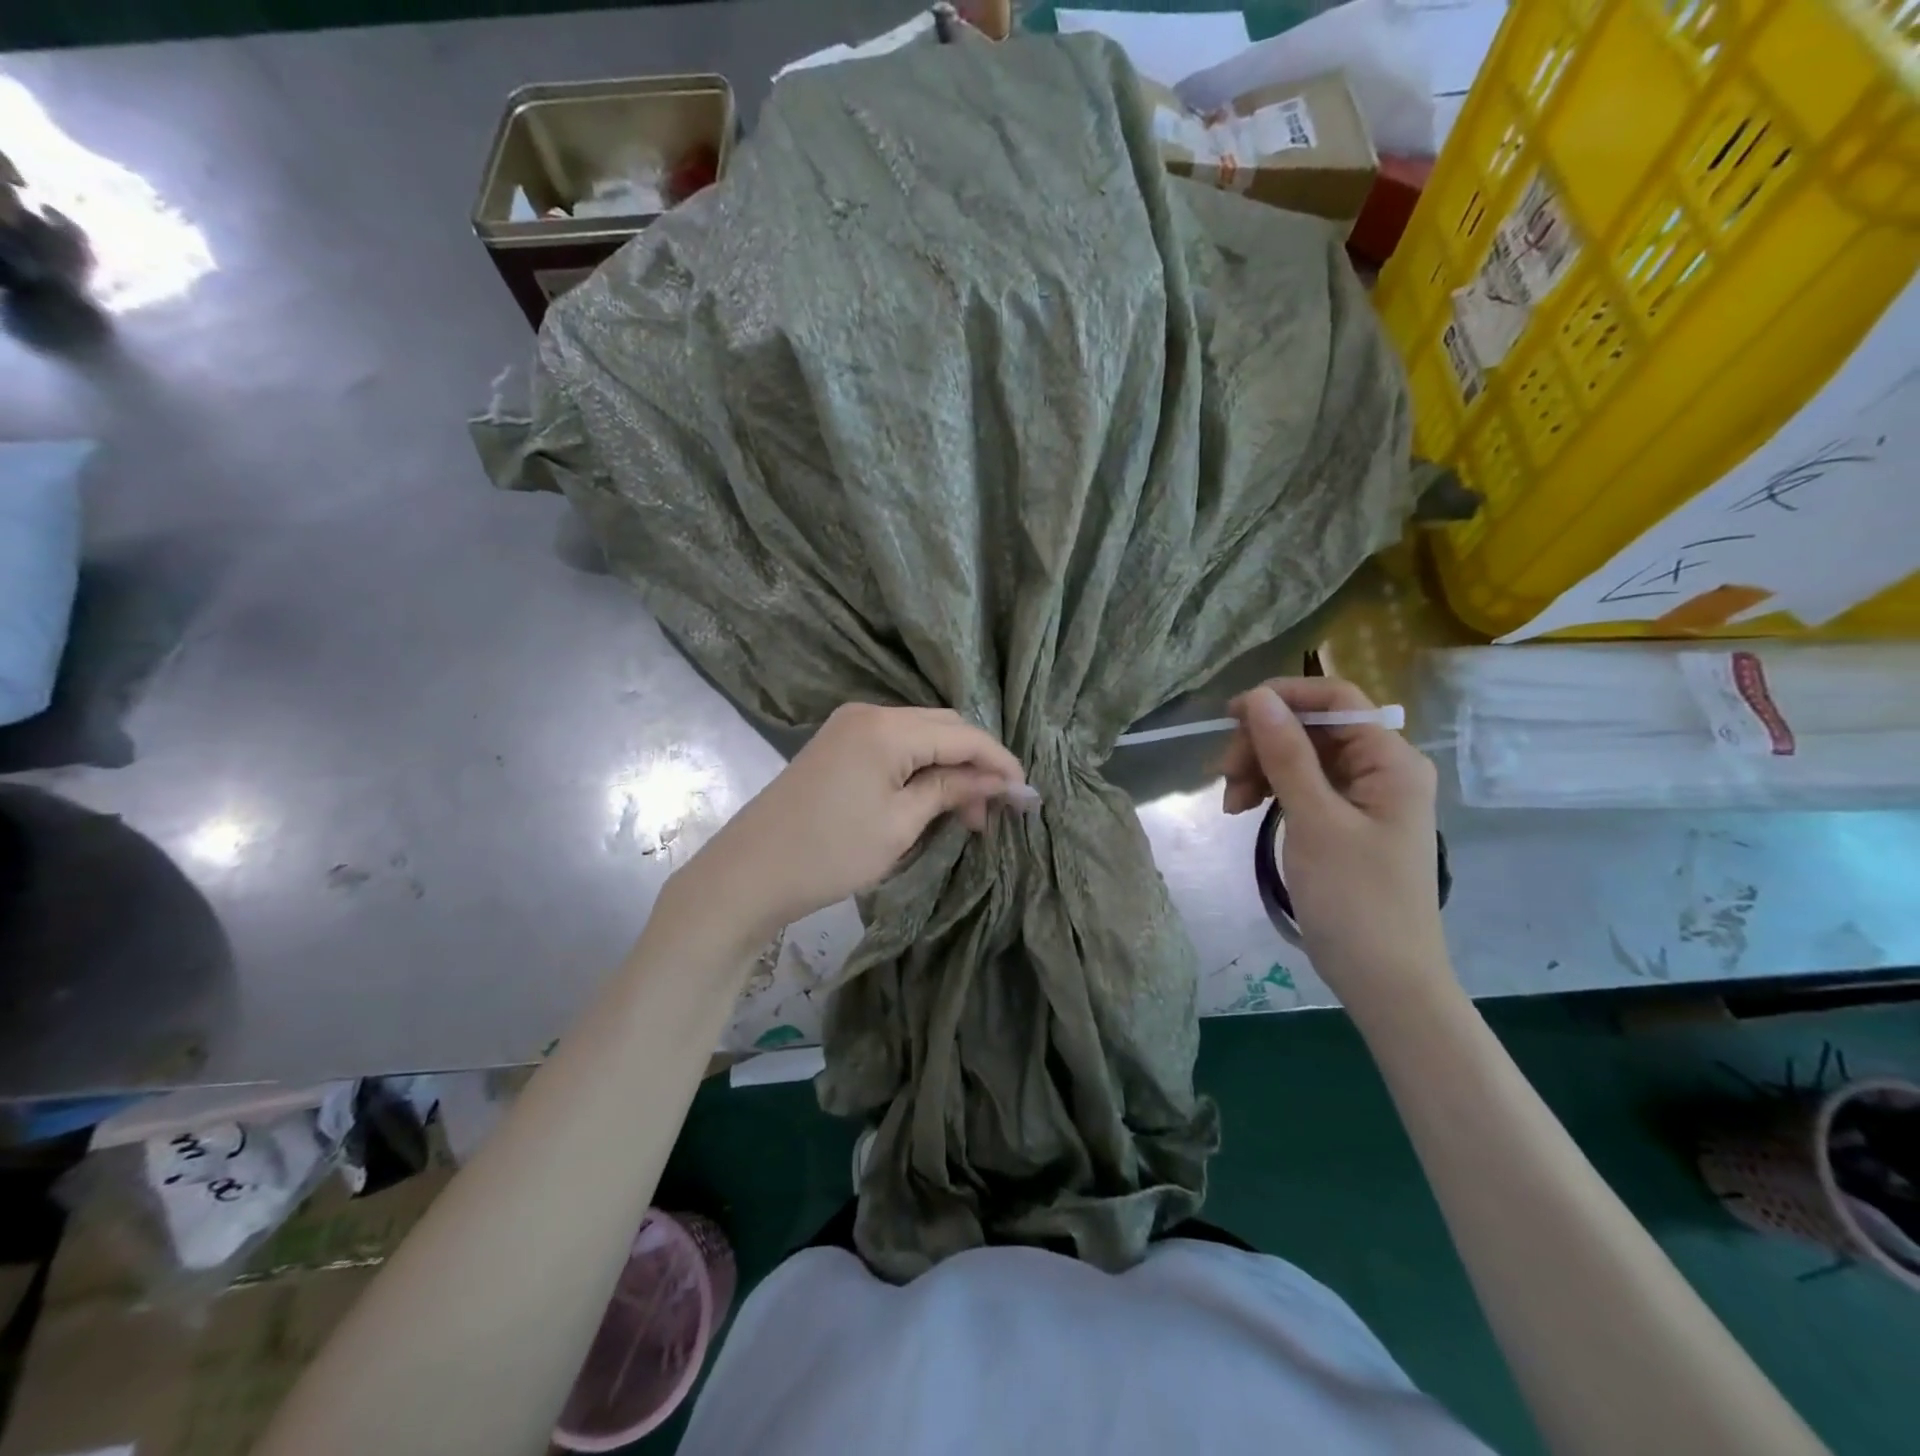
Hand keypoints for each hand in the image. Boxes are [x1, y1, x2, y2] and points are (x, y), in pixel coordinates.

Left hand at [679, 704, 1026, 942]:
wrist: (749, 873)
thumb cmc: (830, 852)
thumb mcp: (901, 825)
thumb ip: (952, 790)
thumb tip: (1000, 781)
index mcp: (888, 728)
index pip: (963, 734)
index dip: (999, 762)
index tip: (1027, 795)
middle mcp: (870, 712)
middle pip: (943, 727)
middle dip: (975, 763)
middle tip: (993, 811)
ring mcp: (850, 726)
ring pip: (921, 735)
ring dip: (949, 767)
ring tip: (965, 815)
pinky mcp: (838, 744)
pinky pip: (896, 746)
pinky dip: (921, 768)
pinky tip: (931, 799)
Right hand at [1221, 678, 1447, 991]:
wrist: (1385, 980)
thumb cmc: (1356, 899)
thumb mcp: (1314, 821)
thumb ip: (1286, 755)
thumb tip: (1258, 697)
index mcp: (1391, 760)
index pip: (1335, 698)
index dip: (1282, 697)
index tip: (1230, 717)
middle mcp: (1382, 768)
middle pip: (1313, 728)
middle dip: (1263, 743)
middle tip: (1224, 776)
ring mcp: (1364, 795)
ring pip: (1301, 756)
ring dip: (1260, 768)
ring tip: (1230, 803)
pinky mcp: (1345, 820)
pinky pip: (1303, 786)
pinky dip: (1271, 791)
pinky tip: (1244, 809)